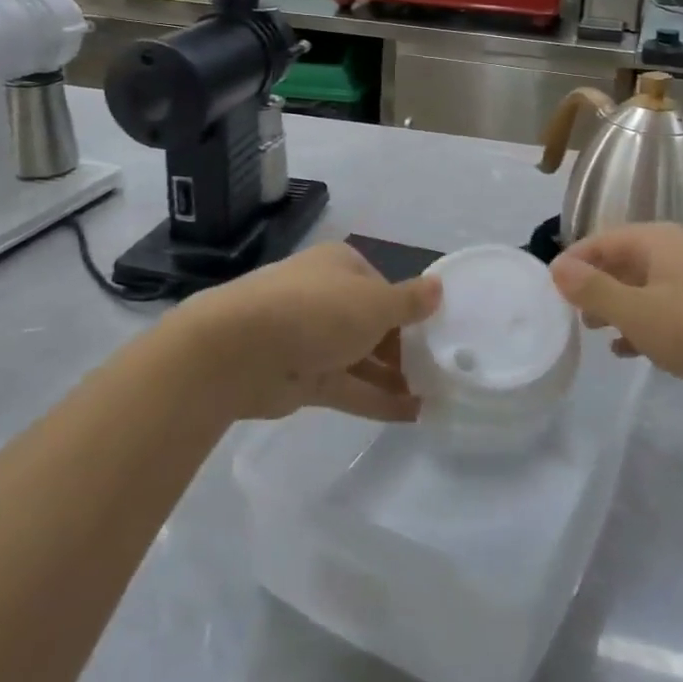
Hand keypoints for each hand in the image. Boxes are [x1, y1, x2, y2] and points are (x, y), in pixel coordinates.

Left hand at [169, 242, 440, 422]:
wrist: (240, 350)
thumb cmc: (317, 311)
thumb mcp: (375, 302)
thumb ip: (410, 301)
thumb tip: (439, 287)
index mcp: (341, 266)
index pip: (383, 287)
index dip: (410, 311)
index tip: (438, 335)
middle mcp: (326, 297)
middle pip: (373, 323)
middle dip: (404, 348)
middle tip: (441, 372)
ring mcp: (311, 339)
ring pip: (361, 357)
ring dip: (395, 377)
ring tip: (435, 396)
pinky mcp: (302, 377)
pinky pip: (348, 387)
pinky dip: (377, 399)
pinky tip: (413, 415)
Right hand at [549, 224, 682, 418]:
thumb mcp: (638, 313)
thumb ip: (594, 290)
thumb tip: (556, 266)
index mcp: (654, 241)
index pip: (599, 241)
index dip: (572, 264)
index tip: (550, 293)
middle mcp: (675, 249)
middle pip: (621, 261)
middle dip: (594, 287)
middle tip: (571, 317)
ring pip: (644, 286)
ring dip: (618, 307)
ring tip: (596, 334)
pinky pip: (667, 307)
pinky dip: (646, 322)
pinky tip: (632, 350)